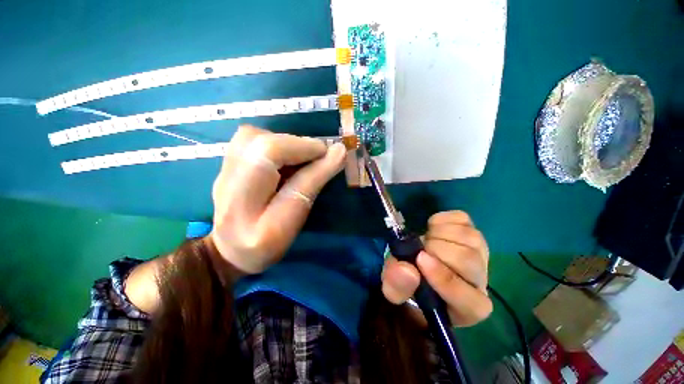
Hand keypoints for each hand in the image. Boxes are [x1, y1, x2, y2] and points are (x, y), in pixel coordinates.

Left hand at [209, 125, 346, 273]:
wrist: (228, 250)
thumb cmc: (267, 245)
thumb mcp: (294, 222)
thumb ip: (313, 185)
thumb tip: (338, 153)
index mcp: (248, 211)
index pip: (275, 165)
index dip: (307, 153)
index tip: (332, 152)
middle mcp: (228, 186)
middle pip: (260, 144)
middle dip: (298, 144)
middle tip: (318, 154)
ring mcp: (222, 173)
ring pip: (252, 136)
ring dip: (285, 141)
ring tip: (300, 155)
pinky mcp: (224, 166)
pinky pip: (248, 140)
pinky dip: (273, 142)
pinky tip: (283, 157)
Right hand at [381, 211, 491, 325]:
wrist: (417, 264)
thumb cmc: (409, 283)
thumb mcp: (394, 290)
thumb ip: (397, 285)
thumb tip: (407, 269)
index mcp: (465, 308)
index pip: (470, 300)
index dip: (445, 279)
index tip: (420, 259)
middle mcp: (479, 282)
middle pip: (468, 261)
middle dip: (436, 249)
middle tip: (418, 249)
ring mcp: (479, 254)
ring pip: (469, 237)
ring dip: (438, 234)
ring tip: (425, 240)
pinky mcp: (472, 232)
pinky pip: (462, 219)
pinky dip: (442, 220)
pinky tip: (433, 229)